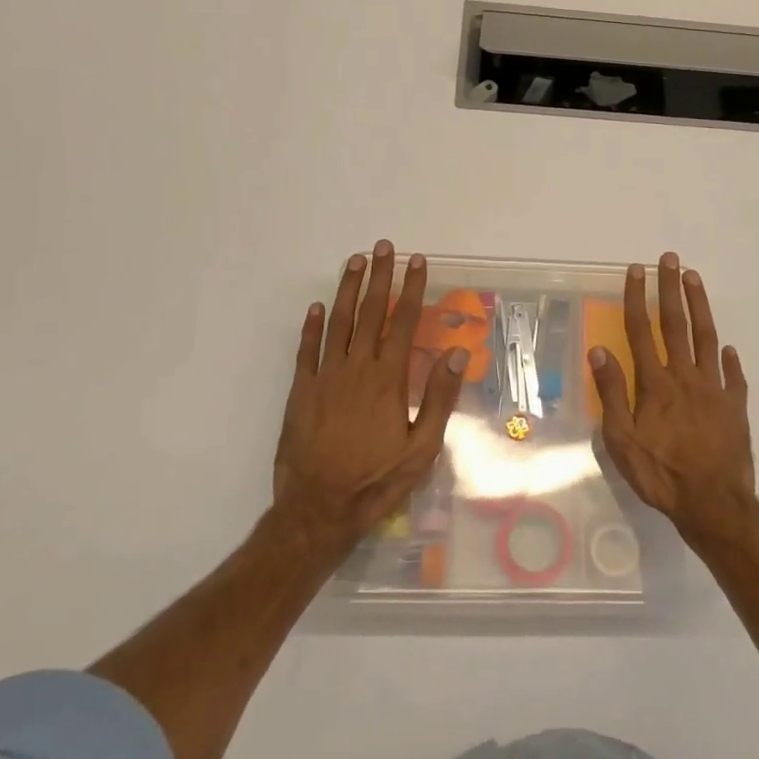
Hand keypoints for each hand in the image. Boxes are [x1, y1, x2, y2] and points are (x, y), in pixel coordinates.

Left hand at [272, 242, 467, 560]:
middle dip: (379, 277)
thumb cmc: (377, 481)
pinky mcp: (301, 393)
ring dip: (347, 290)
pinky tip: (318, 307)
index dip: (412, 289)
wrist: (317, 510)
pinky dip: (312, 326)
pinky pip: (307, 351)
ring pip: (338, 323)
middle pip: (370, 313)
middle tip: (384, 247)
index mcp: (388, 380)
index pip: (403, 322)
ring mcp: (325, 378)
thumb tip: (458, 352)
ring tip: (355, 261)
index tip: (417, 262)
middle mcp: (356, 369)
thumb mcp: (421, 448)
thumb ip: (439, 397)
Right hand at [588, 253, 756, 548]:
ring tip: (695, 279)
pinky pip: (732, 375)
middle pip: (676, 323)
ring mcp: (714, 388)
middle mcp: (685, 376)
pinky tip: (727, 348)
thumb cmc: (661, 473)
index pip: (641, 330)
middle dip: (671, 288)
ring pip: (706, 337)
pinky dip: (728, 359)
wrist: (713, 502)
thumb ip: (611, 393)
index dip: (637, 298)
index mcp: (655, 383)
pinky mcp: (735, 406)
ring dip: (699, 306)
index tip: (637, 270)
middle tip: (670, 259)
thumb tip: (599, 351)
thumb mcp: (622, 440)